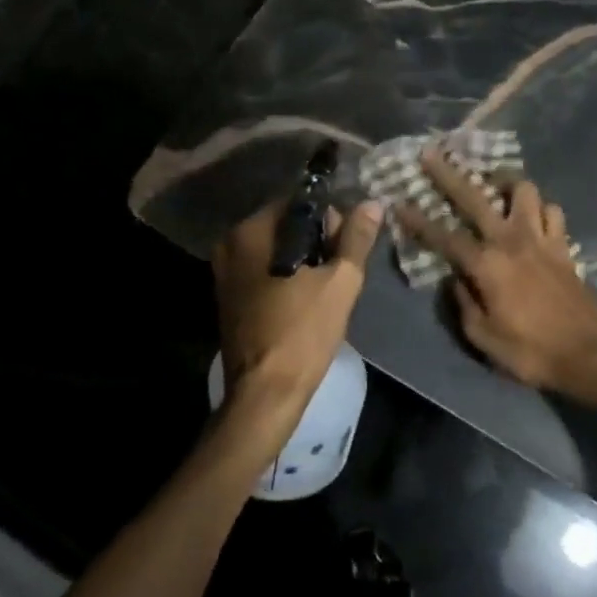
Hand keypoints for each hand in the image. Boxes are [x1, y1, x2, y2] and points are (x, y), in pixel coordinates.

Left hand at [212, 199, 383, 447]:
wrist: (265, 394)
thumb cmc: (303, 332)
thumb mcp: (340, 281)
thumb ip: (356, 238)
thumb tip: (371, 203)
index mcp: (251, 231)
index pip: (299, 203)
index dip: (330, 219)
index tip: (347, 247)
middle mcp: (231, 244)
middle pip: (286, 225)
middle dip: (317, 240)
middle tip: (340, 271)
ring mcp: (225, 272)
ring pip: (276, 249)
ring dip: (304, 260)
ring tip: (327, 288)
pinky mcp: (228, 297)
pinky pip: (264, 271)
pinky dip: (286, 277)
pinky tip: (306, 300)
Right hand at [399, 152, 596, 403]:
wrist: (589, 356)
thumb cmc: (530, 352)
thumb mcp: (482, 337)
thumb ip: (463, 302)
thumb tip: (455, 278)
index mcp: (487, 265)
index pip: (445, 236)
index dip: (418, 220)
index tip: (399, 202)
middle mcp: (512, 240)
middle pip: (476, 197)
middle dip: (449, 175)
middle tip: (432, 154)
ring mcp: (542, 239)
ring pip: (524, 190)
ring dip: (506, 183)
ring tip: (495, 184)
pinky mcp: (564, 246)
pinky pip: (552, 212)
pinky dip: (540, 209)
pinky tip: (532, 216)